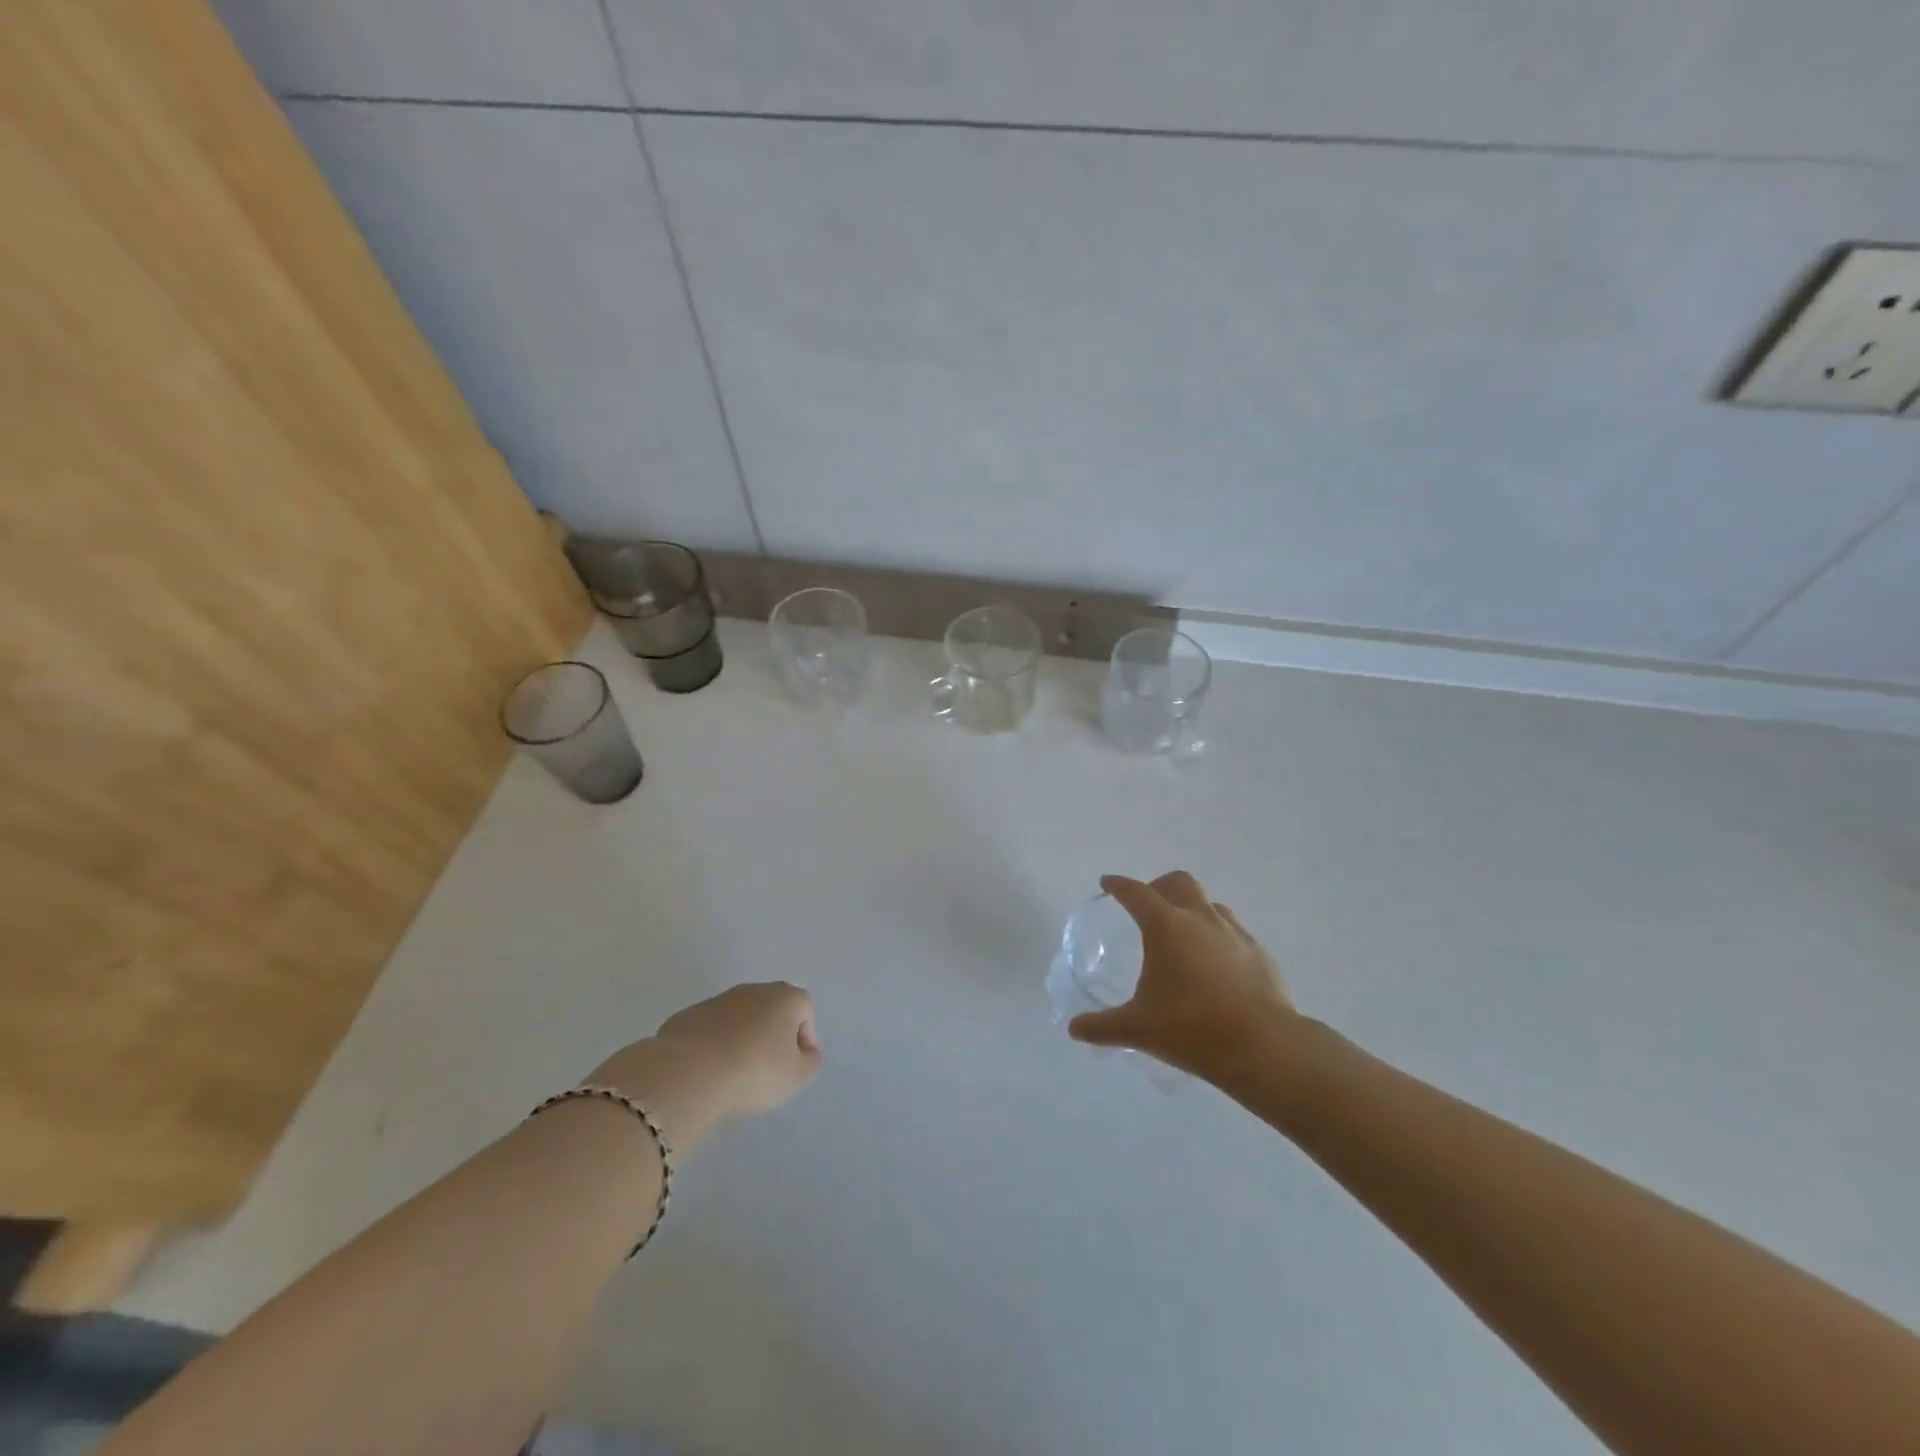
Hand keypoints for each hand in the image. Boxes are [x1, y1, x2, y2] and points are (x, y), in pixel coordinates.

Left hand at [589, 983, 821, 1149]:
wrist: (691, 1071)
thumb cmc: (755, 1071)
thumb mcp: (796, 1076)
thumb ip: (810, 1061)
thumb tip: (806, 1052)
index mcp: (786, 998)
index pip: (805, 1011)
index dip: (804, 1039)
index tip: (794, 1066)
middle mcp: (755, 989)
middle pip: (772, 1009)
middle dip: (772, 1035)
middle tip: (767, 1068)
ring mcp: (719, 999)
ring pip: (739, 1017)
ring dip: (742, 1038)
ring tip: (735, 1072)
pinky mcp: (689, 1014)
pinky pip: (711, 1029)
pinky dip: (714, 1044)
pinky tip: (709, 1070)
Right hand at [1070, 872, 1295, 1079]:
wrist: (1264, 1047)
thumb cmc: (1192, 1028)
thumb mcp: (1138, 1029)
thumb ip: (1102, 1026)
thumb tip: (1074, 1029)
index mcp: (1166, 926)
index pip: (1136, 892)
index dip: (1119, 885)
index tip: (1108, 883)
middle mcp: (1200, 919)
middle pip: (1178, 882)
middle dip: (1159, 886)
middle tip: (1147, 906)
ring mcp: (1235, 934)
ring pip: (1210, 904)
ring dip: (1191, 909)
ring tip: (1182, 935)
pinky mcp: (1259, 954)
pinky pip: (1233, 931)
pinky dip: (1217, 936)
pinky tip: (1215, 964)